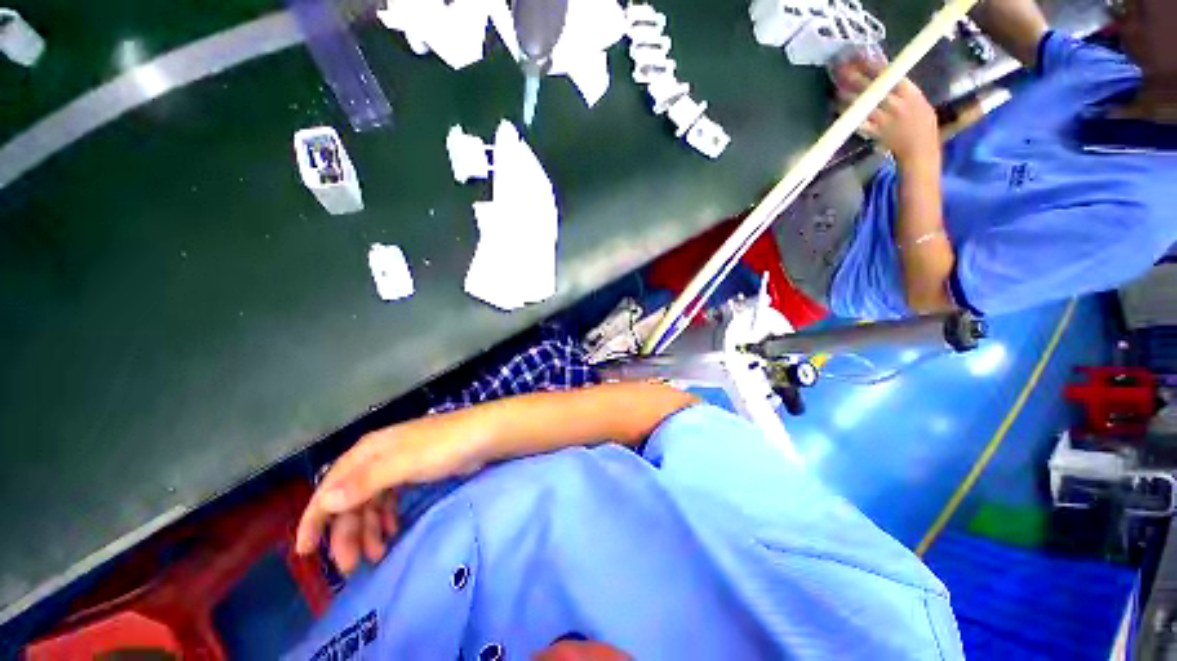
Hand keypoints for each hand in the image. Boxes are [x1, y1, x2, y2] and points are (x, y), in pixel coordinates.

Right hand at [295, 413, 487, 573]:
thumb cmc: (446, 447)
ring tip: (377, 554)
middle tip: (352, 566)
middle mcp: (379, 456)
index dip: (315, 518)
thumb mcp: (406, 463)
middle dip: (347, 533)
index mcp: (370, 450)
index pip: (331, 486)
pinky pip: (390, 499)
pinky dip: (387, 518)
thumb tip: (326, 501)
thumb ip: (366, 482)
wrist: (485, 435)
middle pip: (351, 498)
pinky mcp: (416, 471)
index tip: (305, 552)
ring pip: (371, 501)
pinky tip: (391, 532)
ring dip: (369, 529)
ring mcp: (399, 464)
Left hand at [833, 57, 938, 161]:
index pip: (889, 73)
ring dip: (848, 96)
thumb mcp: (917, 98)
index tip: (858, 58)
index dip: (870, 65)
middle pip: (872, 87)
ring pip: (862, 104)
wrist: (920, 148)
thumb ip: (901, 87)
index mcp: (910, 92)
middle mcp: (897, 103)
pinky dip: (848, 115)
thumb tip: (883, 72)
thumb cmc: (921, 121)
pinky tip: (838, 109)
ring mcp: (885, 118)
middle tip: (840, 70)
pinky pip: (858, 122)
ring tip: (836, 89)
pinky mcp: (875, 132)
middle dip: (855, 77)